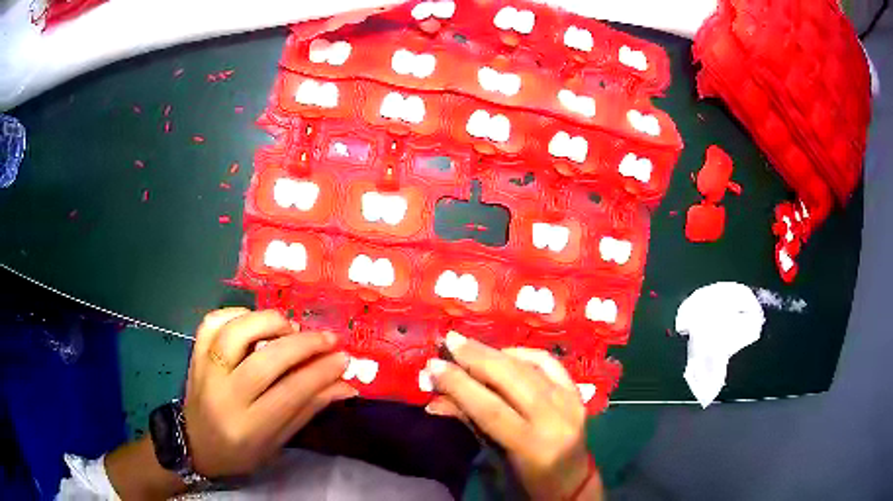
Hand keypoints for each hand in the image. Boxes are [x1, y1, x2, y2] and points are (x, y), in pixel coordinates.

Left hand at [185, 308, 355, 477]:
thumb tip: (345, 385)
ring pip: (237, 332)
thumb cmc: (241, 452)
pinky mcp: (195, 355)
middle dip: (303, 345)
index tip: (343, 358)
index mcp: (249, 426)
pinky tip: (254, 321)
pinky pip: (212, 322)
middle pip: (266, 360)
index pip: (290, 392)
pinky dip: (237, 314)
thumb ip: (308, 409)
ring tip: (291, 328)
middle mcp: (224, 396)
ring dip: (269, 322)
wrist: (195, 444)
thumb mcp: (278, 442)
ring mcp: (205, 371)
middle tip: (328, 339)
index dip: (320, 372)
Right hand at [425, 332, 601, 499]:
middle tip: (450, 341)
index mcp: (532, 446)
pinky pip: (550, 364)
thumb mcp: (497, 460)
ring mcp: (571, 403)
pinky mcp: (578, 394)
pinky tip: (504, 352)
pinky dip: (524, 354)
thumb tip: (437, 400)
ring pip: (530, 367)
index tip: (434, 366)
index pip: (490, 408)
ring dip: (495, 352)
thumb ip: (471, 426)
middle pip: (511, 379)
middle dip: (476, 358)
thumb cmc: (529, 481)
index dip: (459, 384)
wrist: (573, 483)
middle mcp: (555, 419)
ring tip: (469, 344)